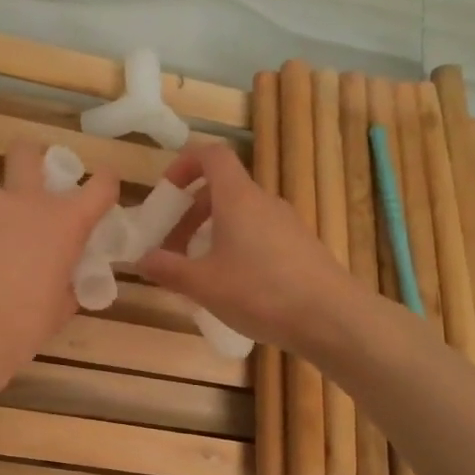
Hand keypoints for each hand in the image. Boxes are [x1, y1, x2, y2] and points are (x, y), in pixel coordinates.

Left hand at [0, 140, 120, 395]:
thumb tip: (62, 277)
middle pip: (27, 153)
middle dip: (28, 162)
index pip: (100, 186)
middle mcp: (24, 197)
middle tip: (20, 192)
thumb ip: (65, 281)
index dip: (103, 183)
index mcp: (64, 222)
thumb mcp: (58, 309)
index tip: (99, 185)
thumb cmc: (19, 328)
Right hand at [138, 141, 352, 353]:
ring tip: (196, 273)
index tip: (165, 193)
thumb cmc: (260, 292)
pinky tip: (230, 287)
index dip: (184, 164)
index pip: (211, 155)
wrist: (333, 319)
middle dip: (189, 214)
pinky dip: (235, 249)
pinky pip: (258, 235)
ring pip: (239, 216)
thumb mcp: (203, 284)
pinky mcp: (300, 248)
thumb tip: (141, 259)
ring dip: (210, 235)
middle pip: (221, 190)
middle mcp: (263, 202)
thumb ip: (167, 268)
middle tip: (171, 249)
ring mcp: (286, 224)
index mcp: (237, 198)